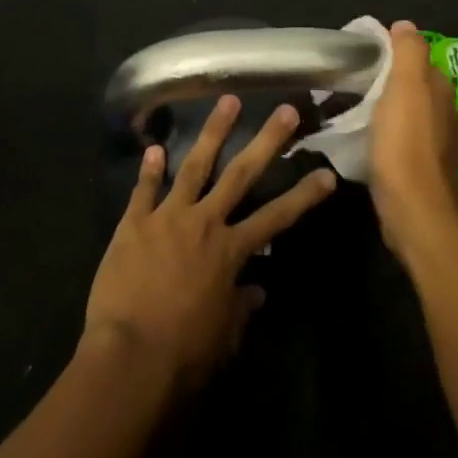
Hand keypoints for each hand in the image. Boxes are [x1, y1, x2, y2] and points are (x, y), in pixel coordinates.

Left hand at [83, 96, 336, 396]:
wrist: (130, 357)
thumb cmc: (184, 354)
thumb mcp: (225, 336)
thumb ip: (241, 306)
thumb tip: (257, 289)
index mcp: (230, 251)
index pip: (277, 217)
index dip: (304, 196)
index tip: (328, 173)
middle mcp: (204, 222)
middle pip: (241, 174)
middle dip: (266, 140)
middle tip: (285, 110)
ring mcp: (167, 217)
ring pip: (194, 166)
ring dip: (212, 132)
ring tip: (228, 101)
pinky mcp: (134, 223)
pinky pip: (144, 190)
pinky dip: (149, 169)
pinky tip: (153, 148)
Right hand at [368, 20, 457, 267]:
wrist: (413, 210)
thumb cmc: (405, 145)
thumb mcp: (406, 89)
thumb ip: (408, 53)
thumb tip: (405, 25)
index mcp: (440, 90)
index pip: (416, 58)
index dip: (390, 52)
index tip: (359, 55)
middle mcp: (444, 112)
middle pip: (411, 84)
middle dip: (386, 79)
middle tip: (350, 80)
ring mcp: (434, 141)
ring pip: (406, 111)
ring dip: (384, 106)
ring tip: (352, 105)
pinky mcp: (421, 166)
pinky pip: (401, 136)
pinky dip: (385, 130)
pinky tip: (366, 136)